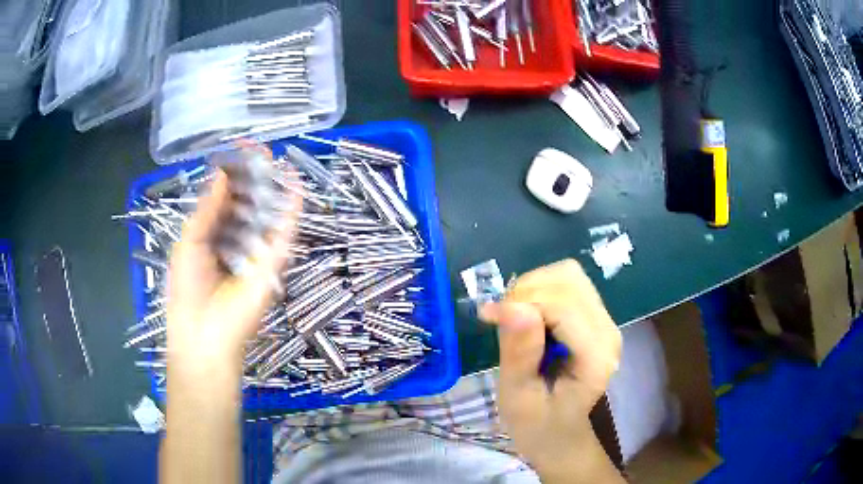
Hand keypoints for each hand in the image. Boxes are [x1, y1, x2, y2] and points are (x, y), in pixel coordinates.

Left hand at [166, 152, 300, 374]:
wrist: (206, 333)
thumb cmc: (188, 288)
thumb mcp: (190, 241)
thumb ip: (207, 208)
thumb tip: (221, 173)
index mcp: (212, 234)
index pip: (225, 198)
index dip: (231, 174)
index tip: (238, 150)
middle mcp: (235, 239)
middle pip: (248, 201)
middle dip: (254, 175)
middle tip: (260, 149)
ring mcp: (256, 250)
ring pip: (268, 213)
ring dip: (273, 187)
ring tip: (276, 159)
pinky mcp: (273, 262)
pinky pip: (285, 232)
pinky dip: (292, 210)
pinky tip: (294, 185)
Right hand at [479, 259, 622, 480]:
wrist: (560, 433)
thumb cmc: (537, 424)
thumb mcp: (518, 398)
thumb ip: (519, 354)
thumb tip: (512, 306)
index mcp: (596, 357)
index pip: (562, 307)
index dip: (522, 303)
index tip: (488, 318)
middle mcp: (608, 331)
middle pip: (569, 282)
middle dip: (527, 292)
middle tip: (501, 321)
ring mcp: (605, 321)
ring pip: (568, 275)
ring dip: (533, 287)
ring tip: (513, 318)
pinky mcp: (596, 316)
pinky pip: (568, 284)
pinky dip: (540, 289)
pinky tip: (527, 315)